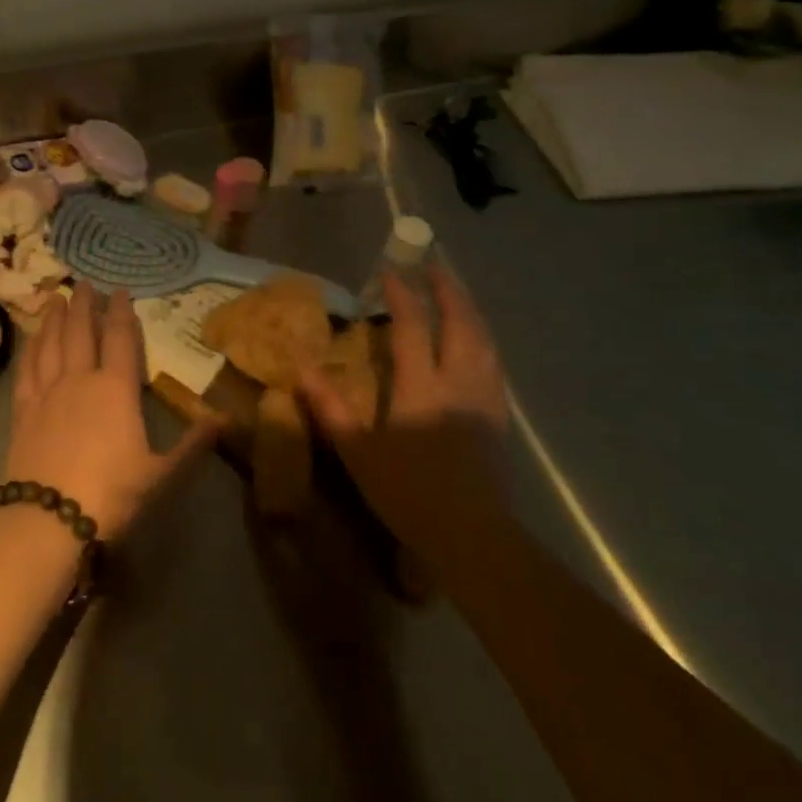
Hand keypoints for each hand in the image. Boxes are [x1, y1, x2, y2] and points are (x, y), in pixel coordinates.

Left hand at [6, 283, 218, 537]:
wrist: (47, 519)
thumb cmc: (110, 494)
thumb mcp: (160, 474)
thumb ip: (192, 444)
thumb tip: (226, 419)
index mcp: (116, 389)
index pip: (120, 338)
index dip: (121, 312)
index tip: (120, 290)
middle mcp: (80, 379)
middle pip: (80, 331)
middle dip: (84, 305)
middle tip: (84, 283)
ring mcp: (47, 392)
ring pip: (51, 343)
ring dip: (55, 318)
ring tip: (57, 298)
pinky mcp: (23, 410)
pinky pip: (28, 369)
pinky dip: (31, 348)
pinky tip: (32, 339)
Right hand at [299, 261, 510, 555]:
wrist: (474, 536)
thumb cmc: (410, 493)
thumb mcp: (358, 452)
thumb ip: (330, 408)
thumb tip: (302, 368)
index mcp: (422, 386)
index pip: (413, 326)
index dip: (402, 294)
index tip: (391, 271)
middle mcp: (459, 381)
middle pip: (460, 322)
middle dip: (447, 289)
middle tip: (435, 266)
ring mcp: (485, 398)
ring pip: (483, 339)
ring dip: (469, 310)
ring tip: (457, 294)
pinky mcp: (500, 417)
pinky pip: (493, 362)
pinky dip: (483, 339)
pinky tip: (478, 343)